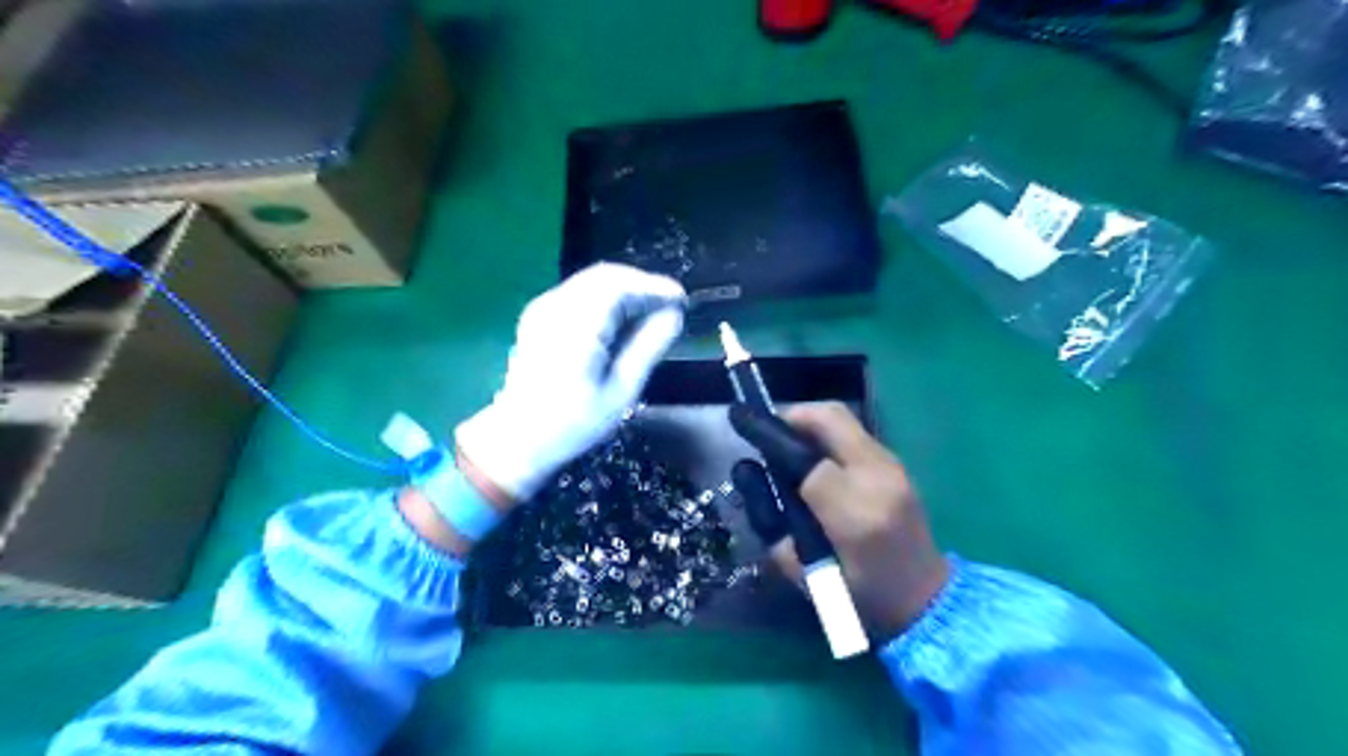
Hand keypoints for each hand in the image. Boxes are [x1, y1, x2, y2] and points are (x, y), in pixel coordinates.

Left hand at [457, 264, 684, 503]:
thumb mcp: (621, 391)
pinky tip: (623, 319)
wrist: (518, 438)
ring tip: (653, 312)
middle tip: (670, 306)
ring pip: (592, 281)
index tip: (681, 300)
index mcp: (576, 327)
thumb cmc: (574, 423)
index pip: (620, 286)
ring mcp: (543, 308)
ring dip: (626, 290)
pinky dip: (607, 298)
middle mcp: (556, 307)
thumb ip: (648, 347)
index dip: (654, 287)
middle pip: (605, 276)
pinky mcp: (539, 315)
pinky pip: (580, 292)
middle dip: (642, 285)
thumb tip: (674, 316)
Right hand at [748, 400, 946, 643]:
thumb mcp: (804, 574)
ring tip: (787, 443)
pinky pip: (856, 434)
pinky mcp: (899, 466)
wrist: (927, 601)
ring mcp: (894, 468)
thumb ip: (772, 523)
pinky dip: (828, 434)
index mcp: (855, 514)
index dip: (771, 439)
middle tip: (768, 429)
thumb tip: (749, 474)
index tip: (743, 427)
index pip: (806, 459)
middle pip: (832, 419)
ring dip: (811, 422)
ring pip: (845, 420)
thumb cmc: (861, 597)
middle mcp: (878, 479)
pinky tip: (814, 456)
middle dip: (793, 414)